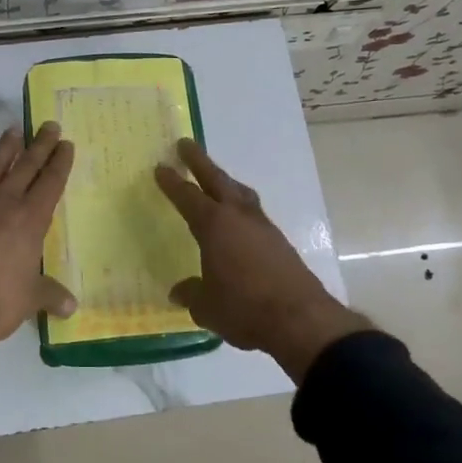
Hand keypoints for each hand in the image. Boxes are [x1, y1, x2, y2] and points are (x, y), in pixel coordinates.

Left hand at [0, 122, 76, 355]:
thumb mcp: (30, 300)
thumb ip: (50, 294)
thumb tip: (70, 306)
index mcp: (29, 220)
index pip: (50, 183)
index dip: (60, 162)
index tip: (66, 143)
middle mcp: (2, 204)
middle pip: (25, 167)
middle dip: (39, 145)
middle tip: (48, 125)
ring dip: (3, 149)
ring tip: (12, 131)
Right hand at [155, 139, 371, 382]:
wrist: (300, 319)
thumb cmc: (244, 309)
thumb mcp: (207, 307)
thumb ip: (191, 294)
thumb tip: (179, 291)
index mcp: (213, 225)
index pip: (187, 196)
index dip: (172, 182)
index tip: (160, 166)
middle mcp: (238, 217)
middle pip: (216, 180)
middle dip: (199, 161)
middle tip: (184, 144)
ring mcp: (262, 227)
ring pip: (240, 193)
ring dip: (225, 181)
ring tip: (215, 178)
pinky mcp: (279, 242)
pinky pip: (253, 213)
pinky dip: (241, 205)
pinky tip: (238, 219)